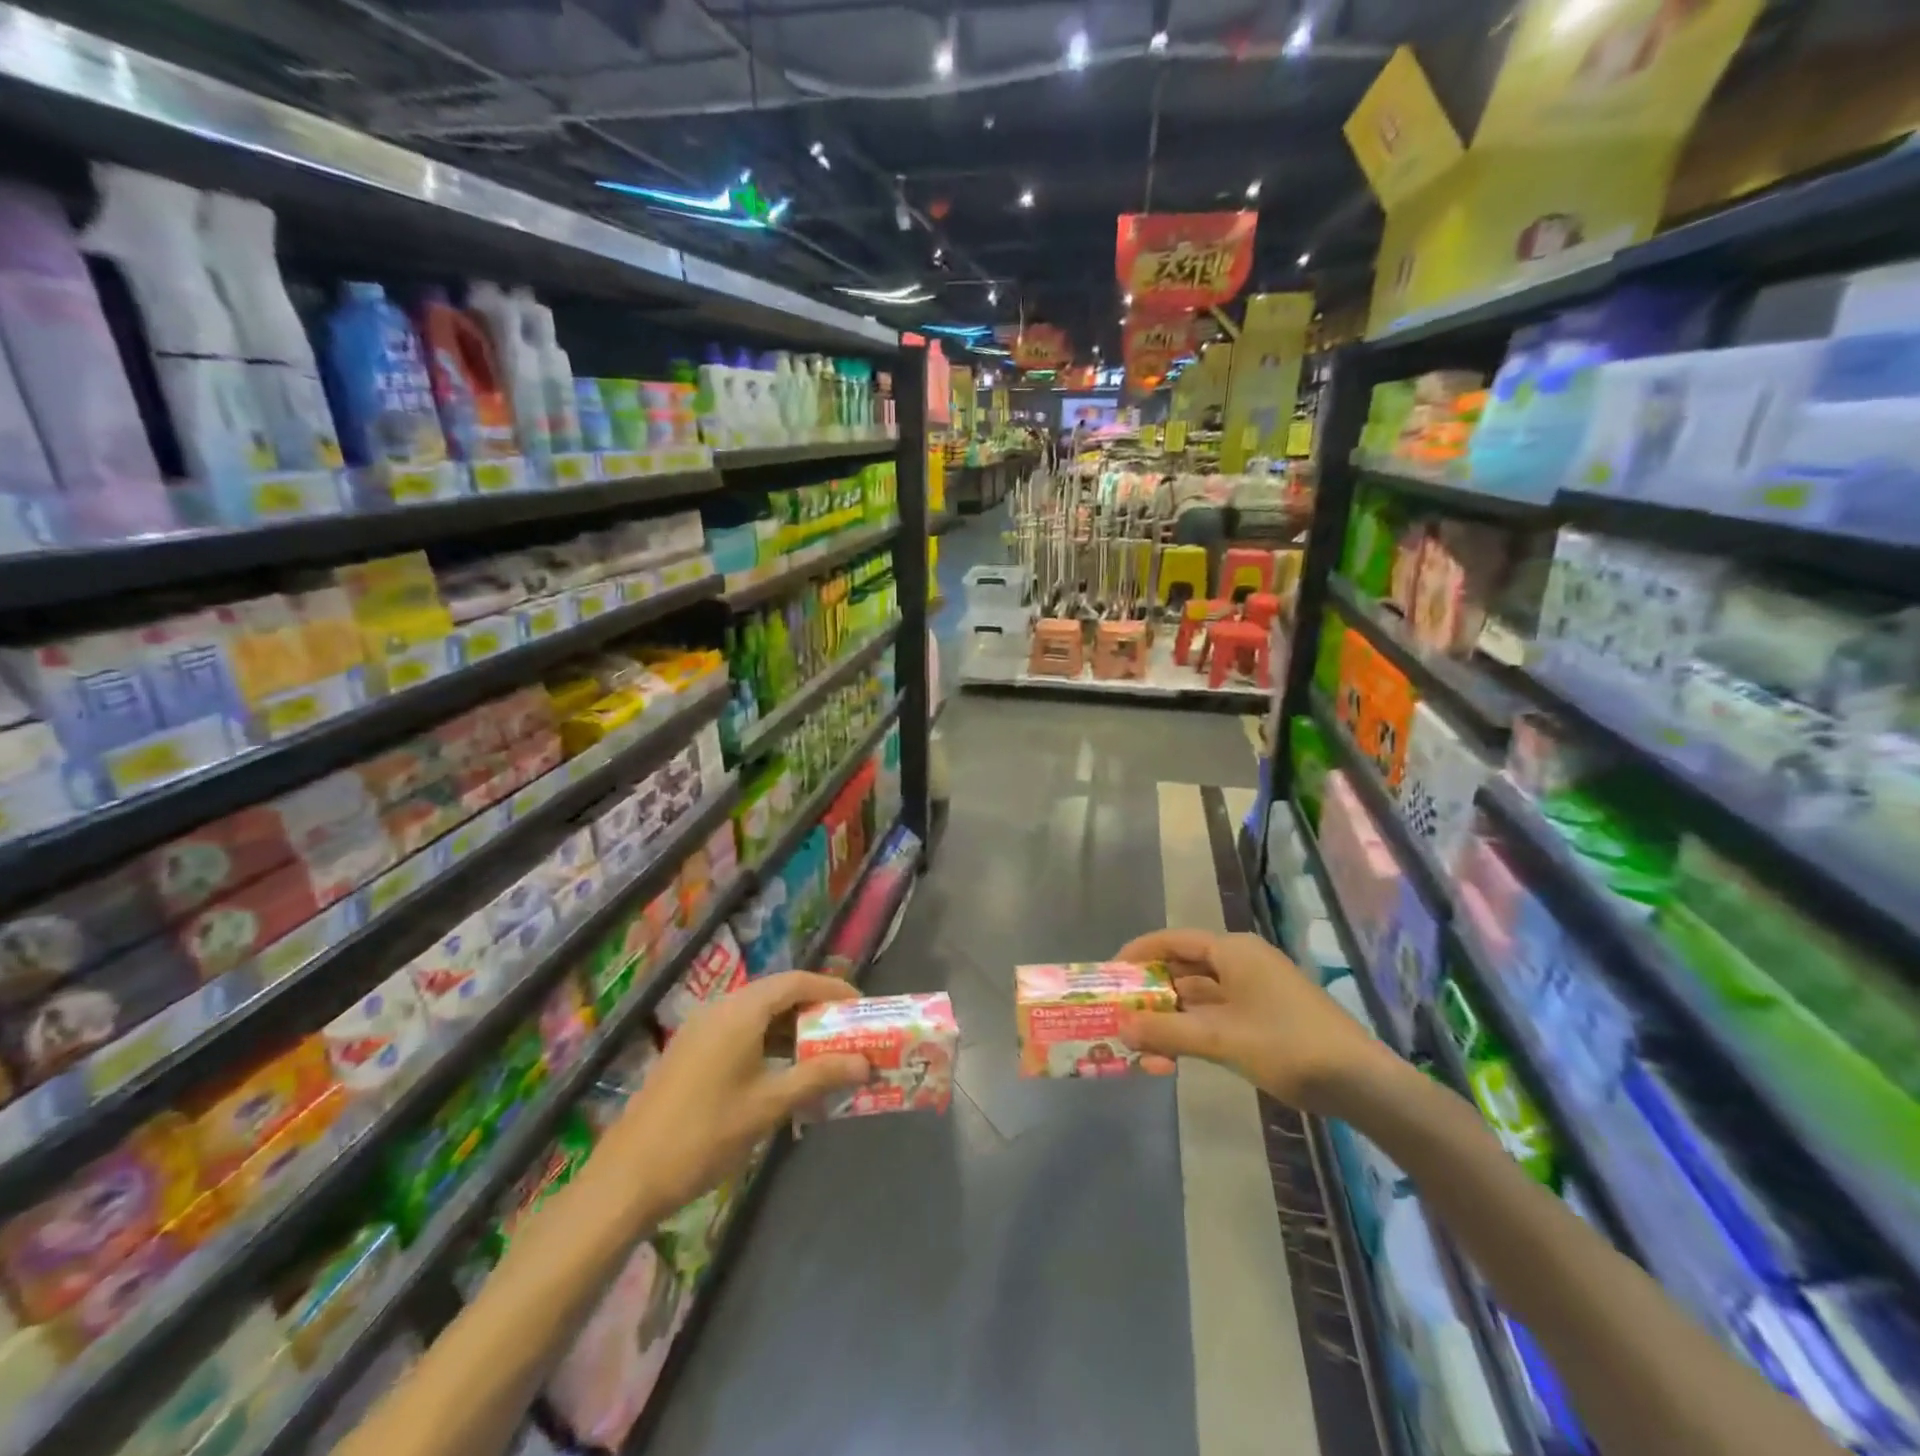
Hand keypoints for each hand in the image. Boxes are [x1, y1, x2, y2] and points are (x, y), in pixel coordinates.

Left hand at [603, 972, 870, 1211]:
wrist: (628, 1177)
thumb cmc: (705, 1134)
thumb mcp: (769, 1105)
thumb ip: (818, 1076)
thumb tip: (864, 1062)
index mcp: (740, 1012)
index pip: (796, 981)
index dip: (831, 988)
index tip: (860, 1006)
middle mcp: (720, 1009)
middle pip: (777, 993)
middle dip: (814, 1009)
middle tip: (846, 1030)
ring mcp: (701, 1029)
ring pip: (758, 1013)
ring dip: (791, 1028)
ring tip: (822, 1052)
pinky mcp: (691, 1051)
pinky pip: (740, 1031)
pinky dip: (767, 1041)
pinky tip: (782, 1072)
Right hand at [1114, 929, 1396, 1114]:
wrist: (1361, 1084)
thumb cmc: (1287, 1046)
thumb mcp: (1221, 1038)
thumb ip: (1166, 1032)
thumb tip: (1119, 1027)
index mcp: (1233, 950)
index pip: (1173, 940)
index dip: (1138, 953)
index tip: (1110, 973)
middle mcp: (1242, 962)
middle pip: (1184, 967)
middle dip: (1151, 991)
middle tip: (1119, 1011)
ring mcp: (1256, 990)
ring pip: (1199, 995)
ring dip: (1171, 1016)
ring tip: (1140, 1040)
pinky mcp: (1266, 1017)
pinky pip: (1217, 1014)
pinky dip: (1194, 1029)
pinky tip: (1174, 1053)